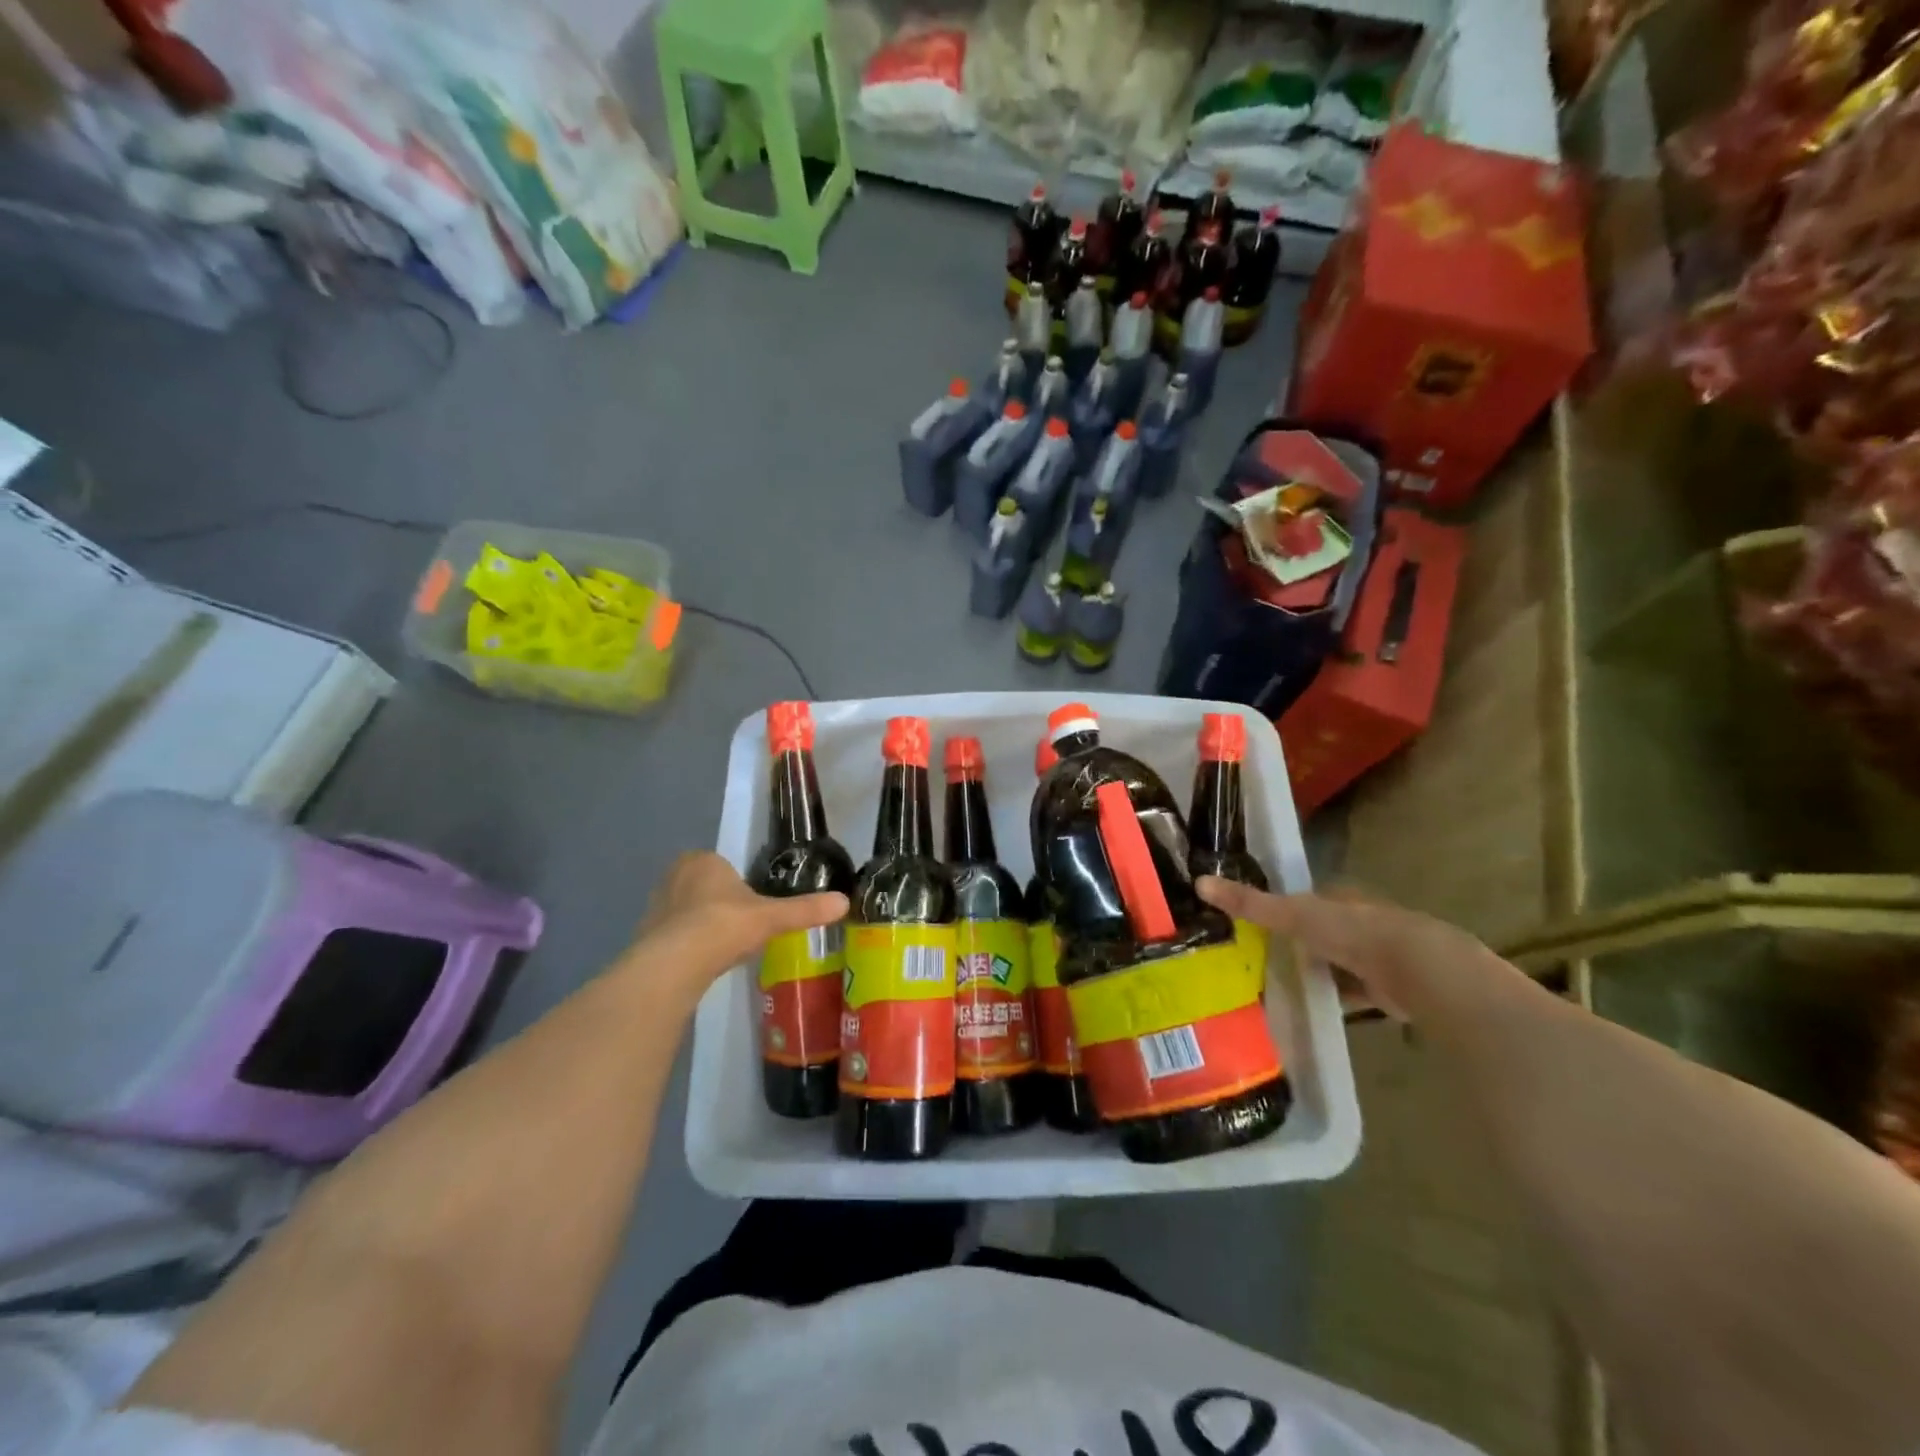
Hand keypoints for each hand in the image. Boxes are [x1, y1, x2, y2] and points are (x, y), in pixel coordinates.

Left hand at [637, 852, 848, 983]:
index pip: (722, 867)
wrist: (675, 963)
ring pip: (685, 911)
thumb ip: (805, 909)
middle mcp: (674, 875)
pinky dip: (685, 945)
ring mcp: (655, 905)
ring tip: (721, 948)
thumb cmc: (724, 926)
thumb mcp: (771, 917)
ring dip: (700, 925)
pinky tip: (701, 963)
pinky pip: (672, 934)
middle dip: (717, 904)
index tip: (750, 908)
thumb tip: (845, 902)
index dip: (737, 886)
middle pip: (703, 887)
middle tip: (738, 928)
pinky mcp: (644, 934)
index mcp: (703, 861)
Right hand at [1196, 877, 1507, 1022]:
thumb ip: (1251, 903)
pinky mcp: (1391, 988)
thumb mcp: (1294, 915)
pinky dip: (1339, 998)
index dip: (1285, 907)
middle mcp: (1362, 921)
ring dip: (1320, 971)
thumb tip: (1199, 882)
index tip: (1258, 922)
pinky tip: (1319, 1009)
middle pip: (1323, 930)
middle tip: (1264, 956)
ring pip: (1340, 961)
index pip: (1308, 898)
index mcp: (1341, 897)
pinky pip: (1356, 992)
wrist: (1422, 972)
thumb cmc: (1354, 933)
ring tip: (1283, 985)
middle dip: (1301, 942)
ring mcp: (1380, 955)